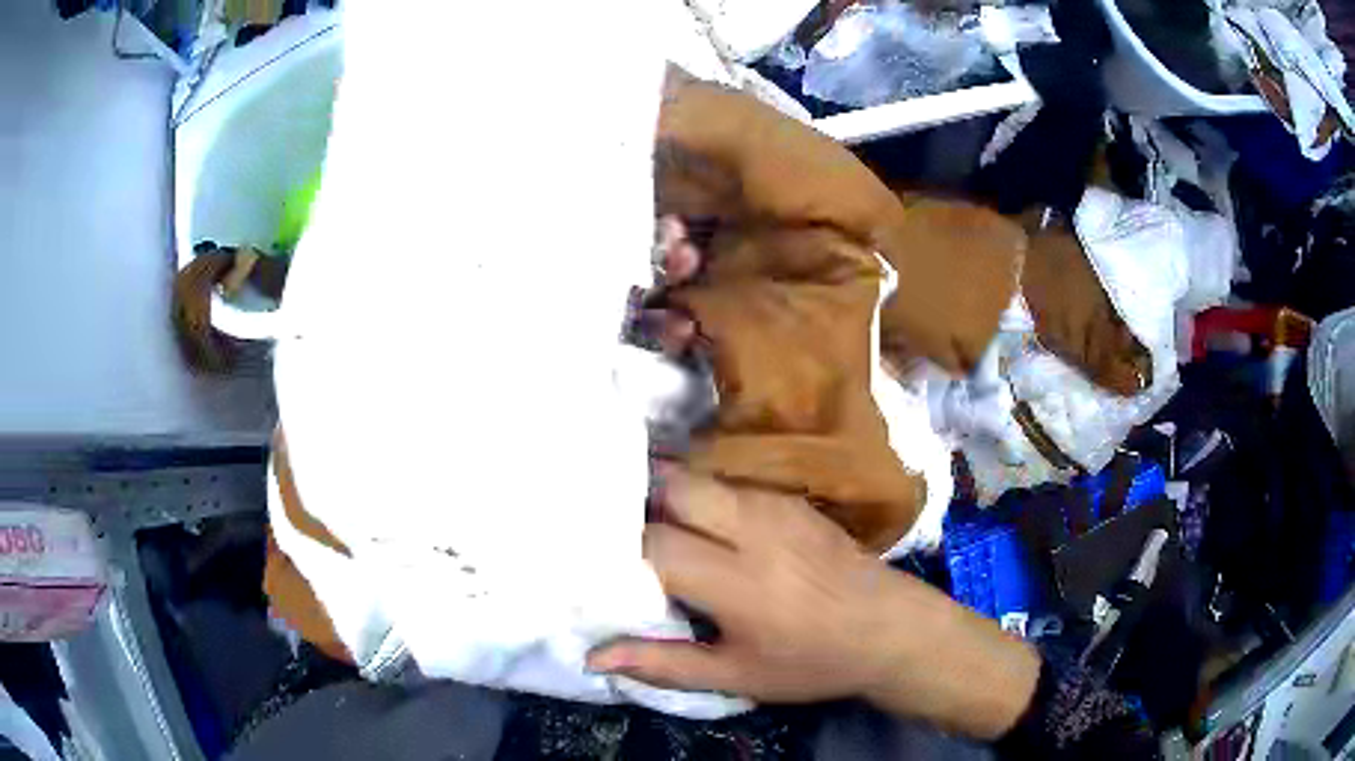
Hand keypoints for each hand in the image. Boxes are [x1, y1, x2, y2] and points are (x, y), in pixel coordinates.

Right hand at [588, 469, 1040, 739]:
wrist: (890, 629)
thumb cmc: (812, 661)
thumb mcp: (736, 676)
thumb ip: (662, 664)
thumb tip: (594, 657)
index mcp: (736, 582)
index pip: (655, 546)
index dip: (620, 549)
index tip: (599, 558)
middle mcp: (753, 530)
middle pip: (676, 488)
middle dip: (639, 501)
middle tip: (618, 526)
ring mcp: (777, 506)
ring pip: (703, 476)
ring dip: (669, 490)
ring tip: (647, 514)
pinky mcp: (793, 499)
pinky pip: (732, 482)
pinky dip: (703, 491)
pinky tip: (697, 515)